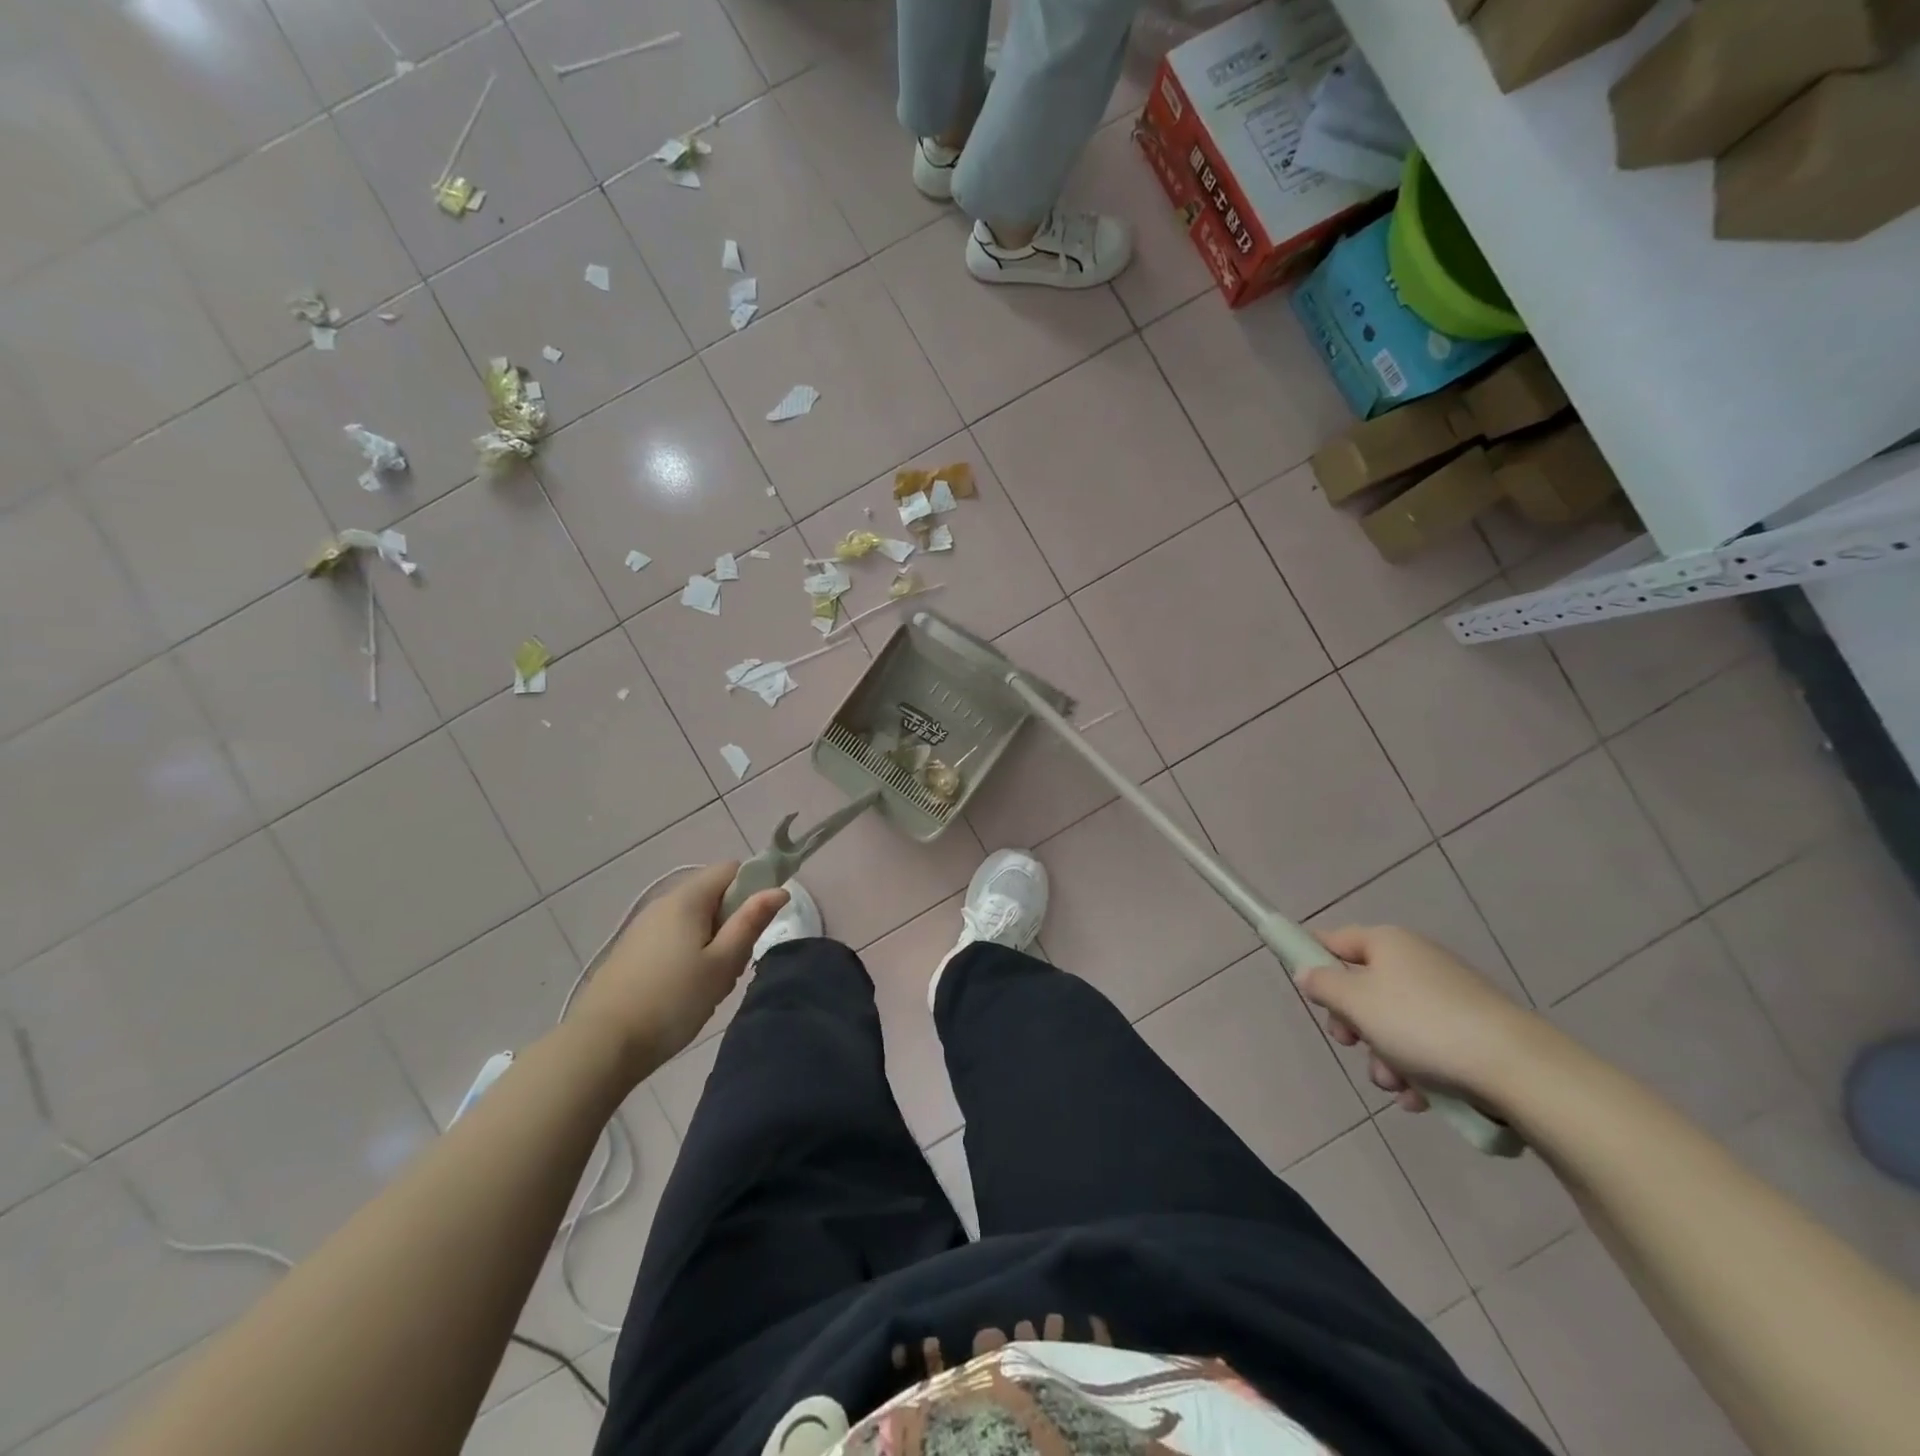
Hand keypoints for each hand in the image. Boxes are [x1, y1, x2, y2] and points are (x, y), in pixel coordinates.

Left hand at [568, 862, 787, 1074]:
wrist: (602, 1044)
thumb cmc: (673, 1001)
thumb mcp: (723, 963)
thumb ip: (751, 922)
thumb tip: (778, 890)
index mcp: (687, 899)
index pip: (731, 869)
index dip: (754, 886)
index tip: (759, 923)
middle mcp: (663, 903)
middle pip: (713, 895)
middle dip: (733, 921)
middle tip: (735, 963)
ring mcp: (643, 927)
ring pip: (694, 920)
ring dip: (713, 942)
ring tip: (711, 982)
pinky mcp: (632, 951)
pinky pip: (674, 938)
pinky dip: (690, 953)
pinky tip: (686, 990)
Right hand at [1296, 925, 1546, 1114]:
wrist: (1517, 1069)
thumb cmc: (1421, 1024)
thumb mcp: (1355, 1002)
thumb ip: (1323, 985)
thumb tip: (1308, 973)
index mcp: (1388, 943)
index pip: (1336, 939)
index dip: (1313, 957)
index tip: (1303, 986)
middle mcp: (1417, 962)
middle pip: (1364, 988)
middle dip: (1353, 1024)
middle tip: (1350, 1043)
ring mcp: (1448, 997)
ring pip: (1393, 1025)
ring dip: (1384, 1058)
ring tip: (1395, 1084)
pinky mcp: (1472, 1032)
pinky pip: (1427, 1046)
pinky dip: (1417, 1071)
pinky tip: (1421, 1098)